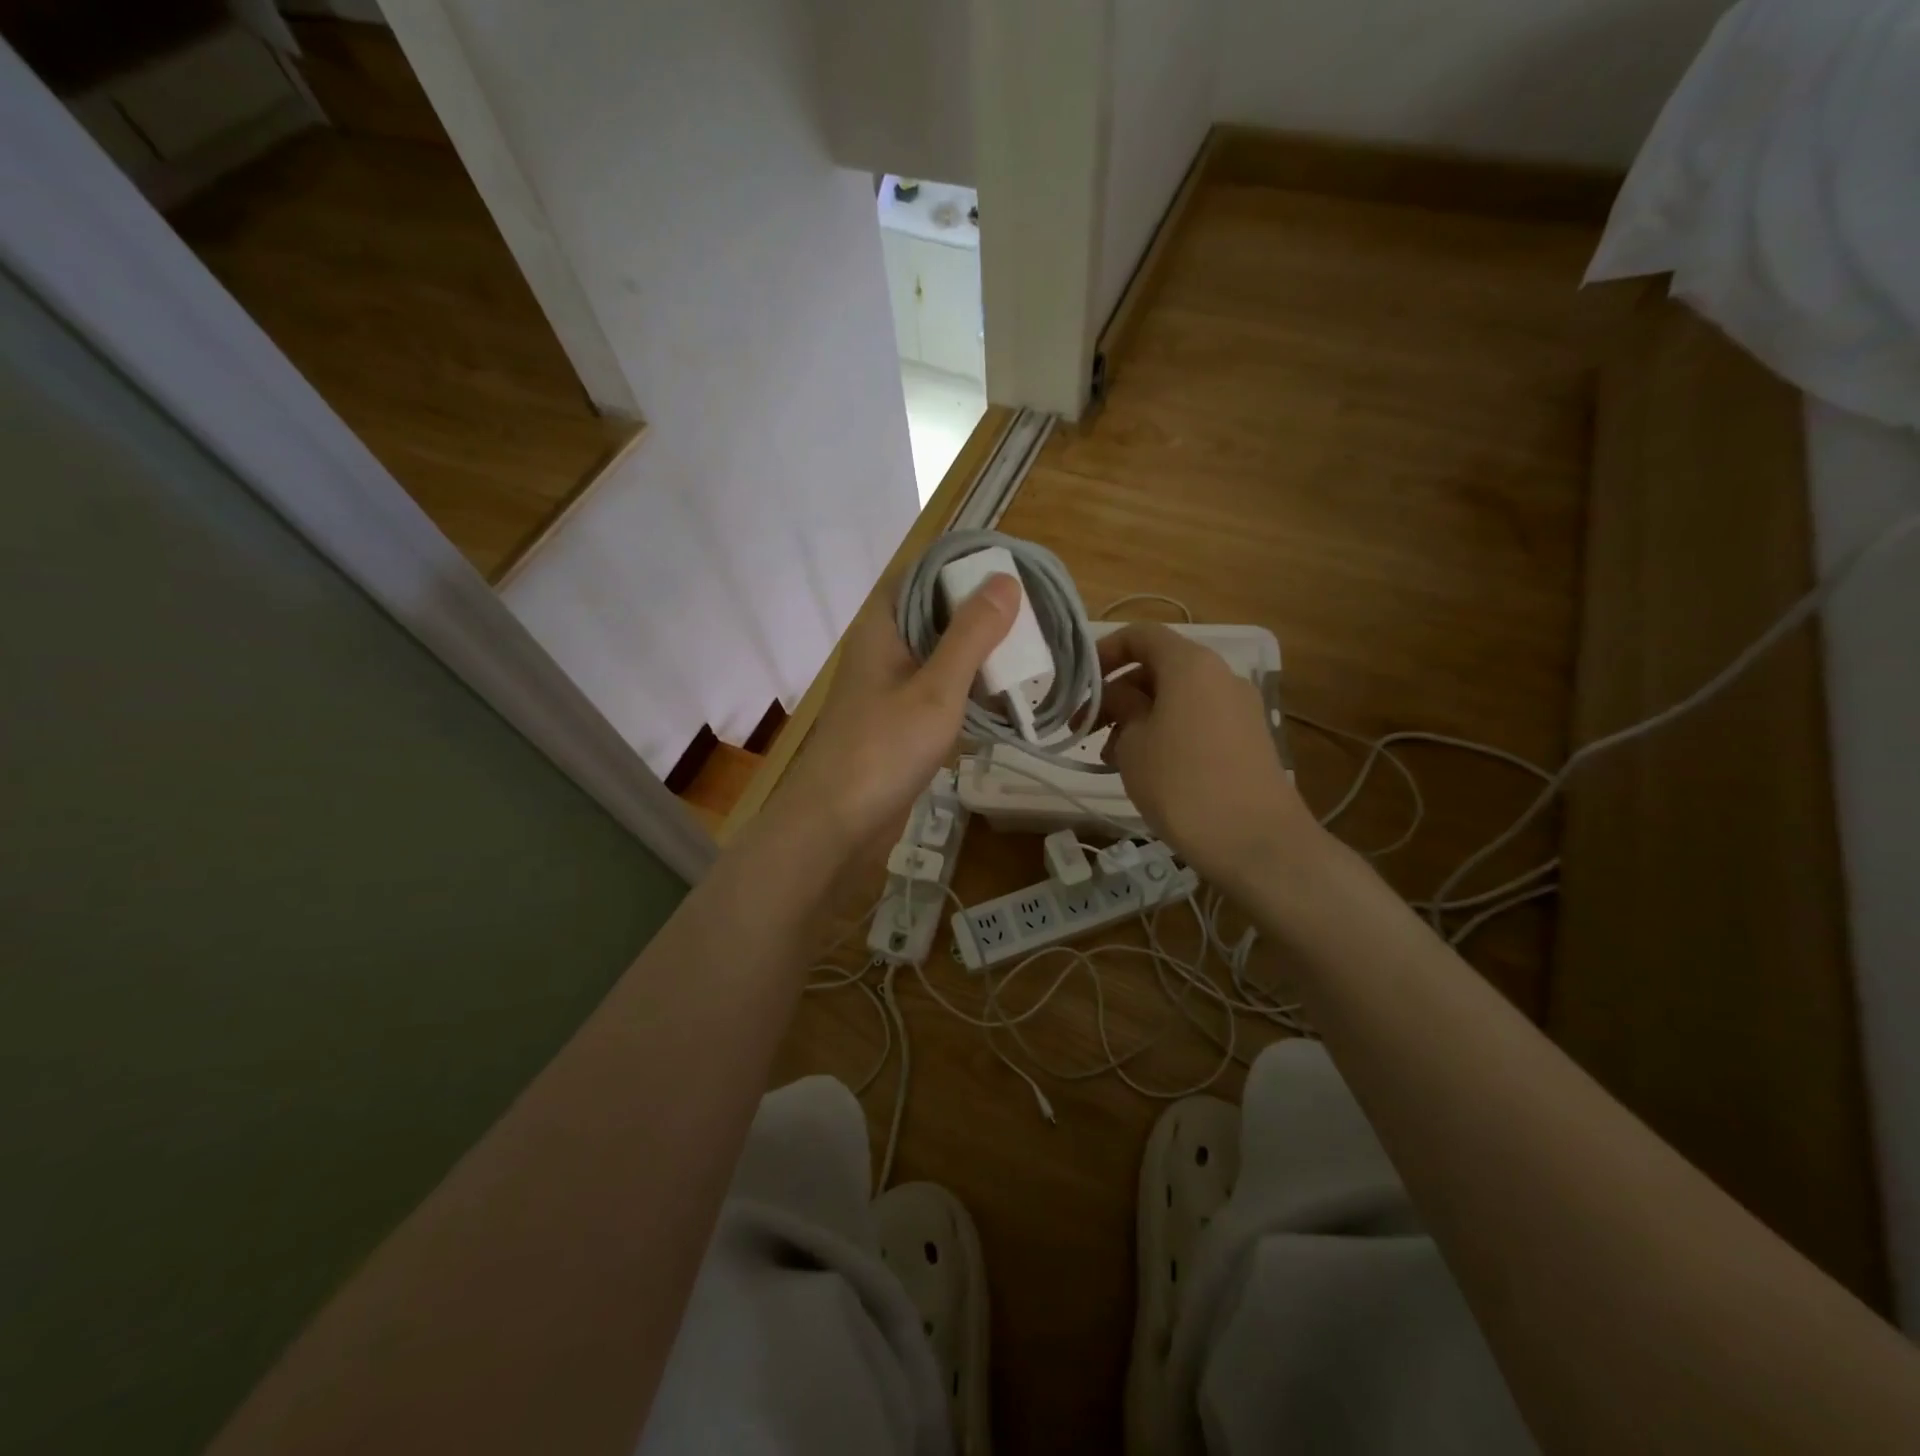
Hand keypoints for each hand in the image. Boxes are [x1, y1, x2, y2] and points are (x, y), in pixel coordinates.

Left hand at [772, 573, 1019, 859]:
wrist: (835, 824)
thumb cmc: (883, 750)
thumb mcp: (937, 689)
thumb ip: (971, 635)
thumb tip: (1006, 579)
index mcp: (883, 626)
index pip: (923, 573)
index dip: (964, 567)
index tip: (1012, 571)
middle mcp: (883, 648)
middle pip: (934, 612)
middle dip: (980, 612)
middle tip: (1032, 616)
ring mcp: (888, 686)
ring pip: (938, 653)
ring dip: (977, 653)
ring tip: (1027, 652)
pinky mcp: (897, 721)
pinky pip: (937, 690)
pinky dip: (967, 688)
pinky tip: (1001, 699)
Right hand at [1098, 624, 1320, 887]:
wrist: (1254, 840)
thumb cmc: (1181, 784)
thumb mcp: (1134, 743)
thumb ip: (1120, 707)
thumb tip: (1117, 694)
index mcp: (1190, 664)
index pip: (1141, 635)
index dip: (1105, 652)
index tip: (1080, 684)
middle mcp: (1220, 675)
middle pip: (1159, 667)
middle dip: (1119, 692)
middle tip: (1086, 728)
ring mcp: (1239, 707)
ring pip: (1177, 697)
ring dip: (1140, 716)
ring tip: (1111, 756)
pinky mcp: (1248, 737)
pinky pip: (1198, 719)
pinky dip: (1167, 730)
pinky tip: (1147, 767)